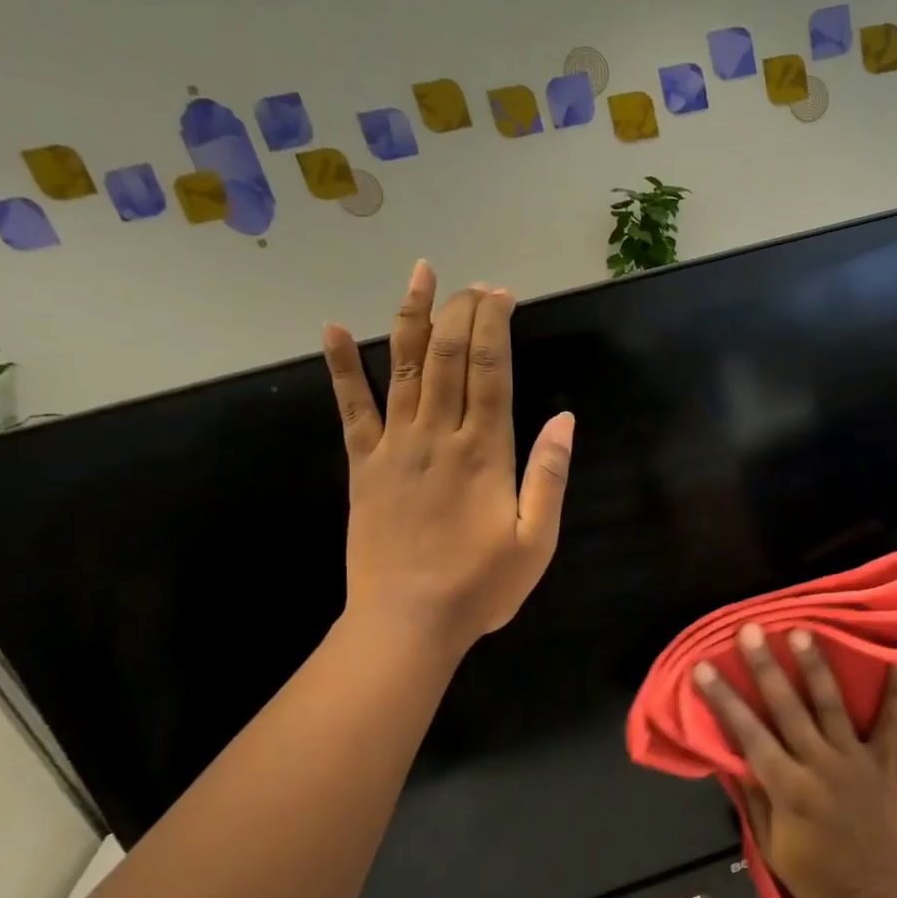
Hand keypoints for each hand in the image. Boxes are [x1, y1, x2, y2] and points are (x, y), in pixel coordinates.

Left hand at [322, 261, 573, 649]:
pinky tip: (331, 329)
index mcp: (484, 451)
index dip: (496, 325)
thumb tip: (565, 419)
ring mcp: (394, 446)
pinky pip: (350, 407)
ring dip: (411, 316)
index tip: (502, 294)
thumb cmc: (481, 586)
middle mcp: (437, 435)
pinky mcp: (363, 465)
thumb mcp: (537, 540)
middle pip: (447, 355)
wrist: (407, 622)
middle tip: (474, 284)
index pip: (490, 369)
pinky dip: (340, 366)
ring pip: (401, 366)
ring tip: (420, 275)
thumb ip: (550, 476)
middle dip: (462, 311)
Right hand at [693, 624, 896, 897]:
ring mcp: (855, 760)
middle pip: (787, 708)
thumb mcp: (774, 849)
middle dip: (765, 667)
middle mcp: (820, 764)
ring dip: (815, 666)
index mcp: (788, 788)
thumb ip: (757, 799)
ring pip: (831, 704)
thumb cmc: (819, 880)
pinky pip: (891, 722)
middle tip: (750, 630)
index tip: (703, 667)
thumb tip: (736, 758)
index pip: (748, 735)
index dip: (724, 700)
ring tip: (803, 631)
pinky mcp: (884, 763)